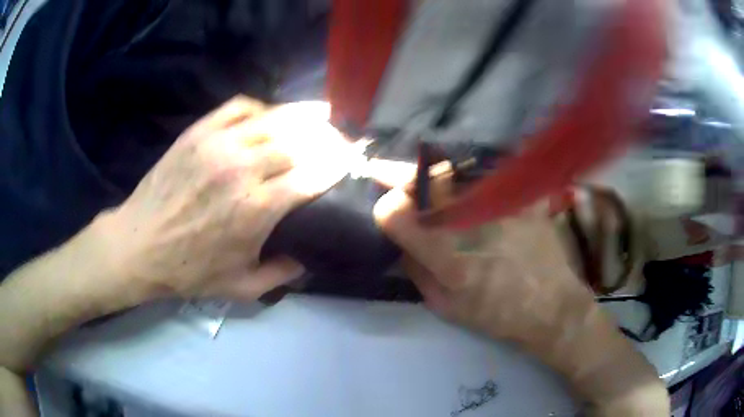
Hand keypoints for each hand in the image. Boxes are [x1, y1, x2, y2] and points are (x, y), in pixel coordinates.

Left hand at [99, 97, 352, 302]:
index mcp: (256, 209)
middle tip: (340, 143)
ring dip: (303, 118)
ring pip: (273, 119)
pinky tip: (270, 116)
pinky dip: (262, 108)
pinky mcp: (199, 132)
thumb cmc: (189, 270)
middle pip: (298, 142)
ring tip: (321, 117)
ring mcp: (218, 144)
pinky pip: (240, 107)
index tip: (350, 163)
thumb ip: (283, 274)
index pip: (311, 176)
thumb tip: (310, 257)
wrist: (139, 245)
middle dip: (327, 140)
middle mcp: (242, 169)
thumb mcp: (242, 288)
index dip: (336, 166)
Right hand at [374, 188, 593, 344]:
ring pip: (454, 171)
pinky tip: (465, 184)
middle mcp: (471, 221)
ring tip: (423, 177)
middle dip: (401, 177)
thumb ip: (416, 269)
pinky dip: (467, 175)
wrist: (550, 306)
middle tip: (386, 174)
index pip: (396, 213)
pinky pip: (486, 174)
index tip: (387, 212)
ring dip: (432, 172)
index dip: (385, 210)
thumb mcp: (445, 306)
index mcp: (447, 256)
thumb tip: (402, 239)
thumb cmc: (497, 314)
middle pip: (425, 180)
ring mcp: (500, 203)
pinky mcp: (521, 197)